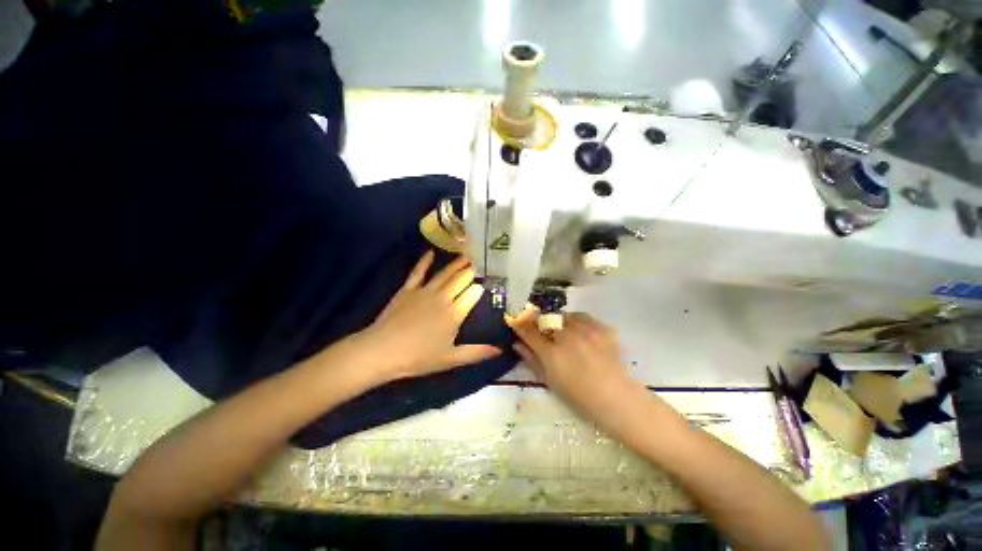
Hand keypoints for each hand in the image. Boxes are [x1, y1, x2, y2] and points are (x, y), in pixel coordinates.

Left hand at [353, 250, 500, 381]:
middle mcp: (443, 297)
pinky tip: (431, 252)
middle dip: (472, 271)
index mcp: (455, 313)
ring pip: (445, 273)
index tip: (487, 284)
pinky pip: (418, 271)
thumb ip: (477, 353)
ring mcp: (425, 290)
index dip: (481, 288)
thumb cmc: (418, 357)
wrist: (382, 351)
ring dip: (457, 263)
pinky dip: (424, 261)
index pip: (473, 294)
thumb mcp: (451, 359)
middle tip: (481, 263)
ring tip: (467, 255)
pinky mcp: (408, 289)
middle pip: (461, 279)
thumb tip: (500, 350)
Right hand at [508, 311, 635, 421]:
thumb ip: (531, 360)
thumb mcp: (550, 380)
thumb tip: (516, 344)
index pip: (528, 331)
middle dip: (541, 323)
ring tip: (567, 333)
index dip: (519, 324)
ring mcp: (586, 330)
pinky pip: (584, 317)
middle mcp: (567, 336)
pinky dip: (579, 322)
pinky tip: (582, 333)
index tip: (514, 319)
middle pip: (546, 319)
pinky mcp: (602, 328)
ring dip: (561, 322)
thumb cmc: (578, 395)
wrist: (616, 398)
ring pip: (565, 315)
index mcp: (551, 352)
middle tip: (546, 332)